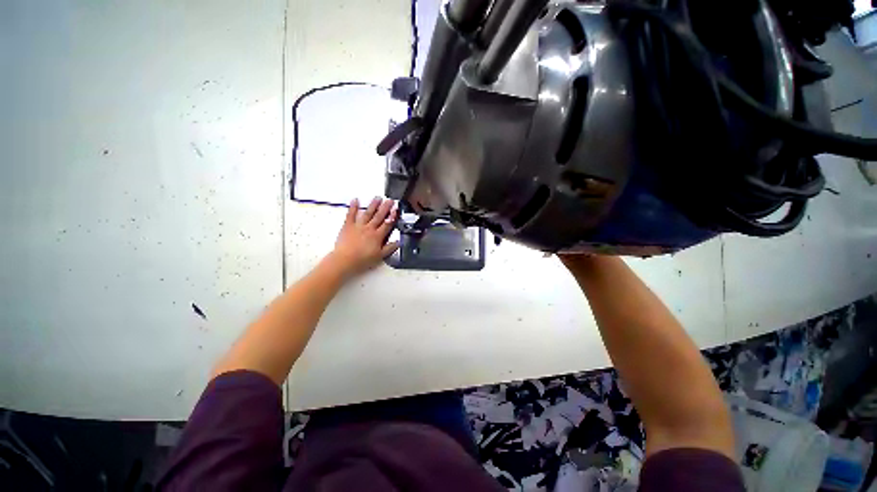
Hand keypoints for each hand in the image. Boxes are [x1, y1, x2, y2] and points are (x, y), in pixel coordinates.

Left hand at [329, 197, 398, 277]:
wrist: (345, 260)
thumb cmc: (362, 259)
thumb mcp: (380, 256)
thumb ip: (390, 248)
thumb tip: (398, 242)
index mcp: (377, 236)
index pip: (387, 224)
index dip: (392, 216)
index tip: (396, 209)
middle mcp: (369, 229)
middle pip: (379, 216)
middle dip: (385, 207)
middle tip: (390, 200)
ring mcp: (358, 226)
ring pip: (367, 213)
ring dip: (373, 205)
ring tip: (378, 198)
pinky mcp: (348, 226)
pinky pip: (351, 215)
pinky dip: (353, 207)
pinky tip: (355, 200)